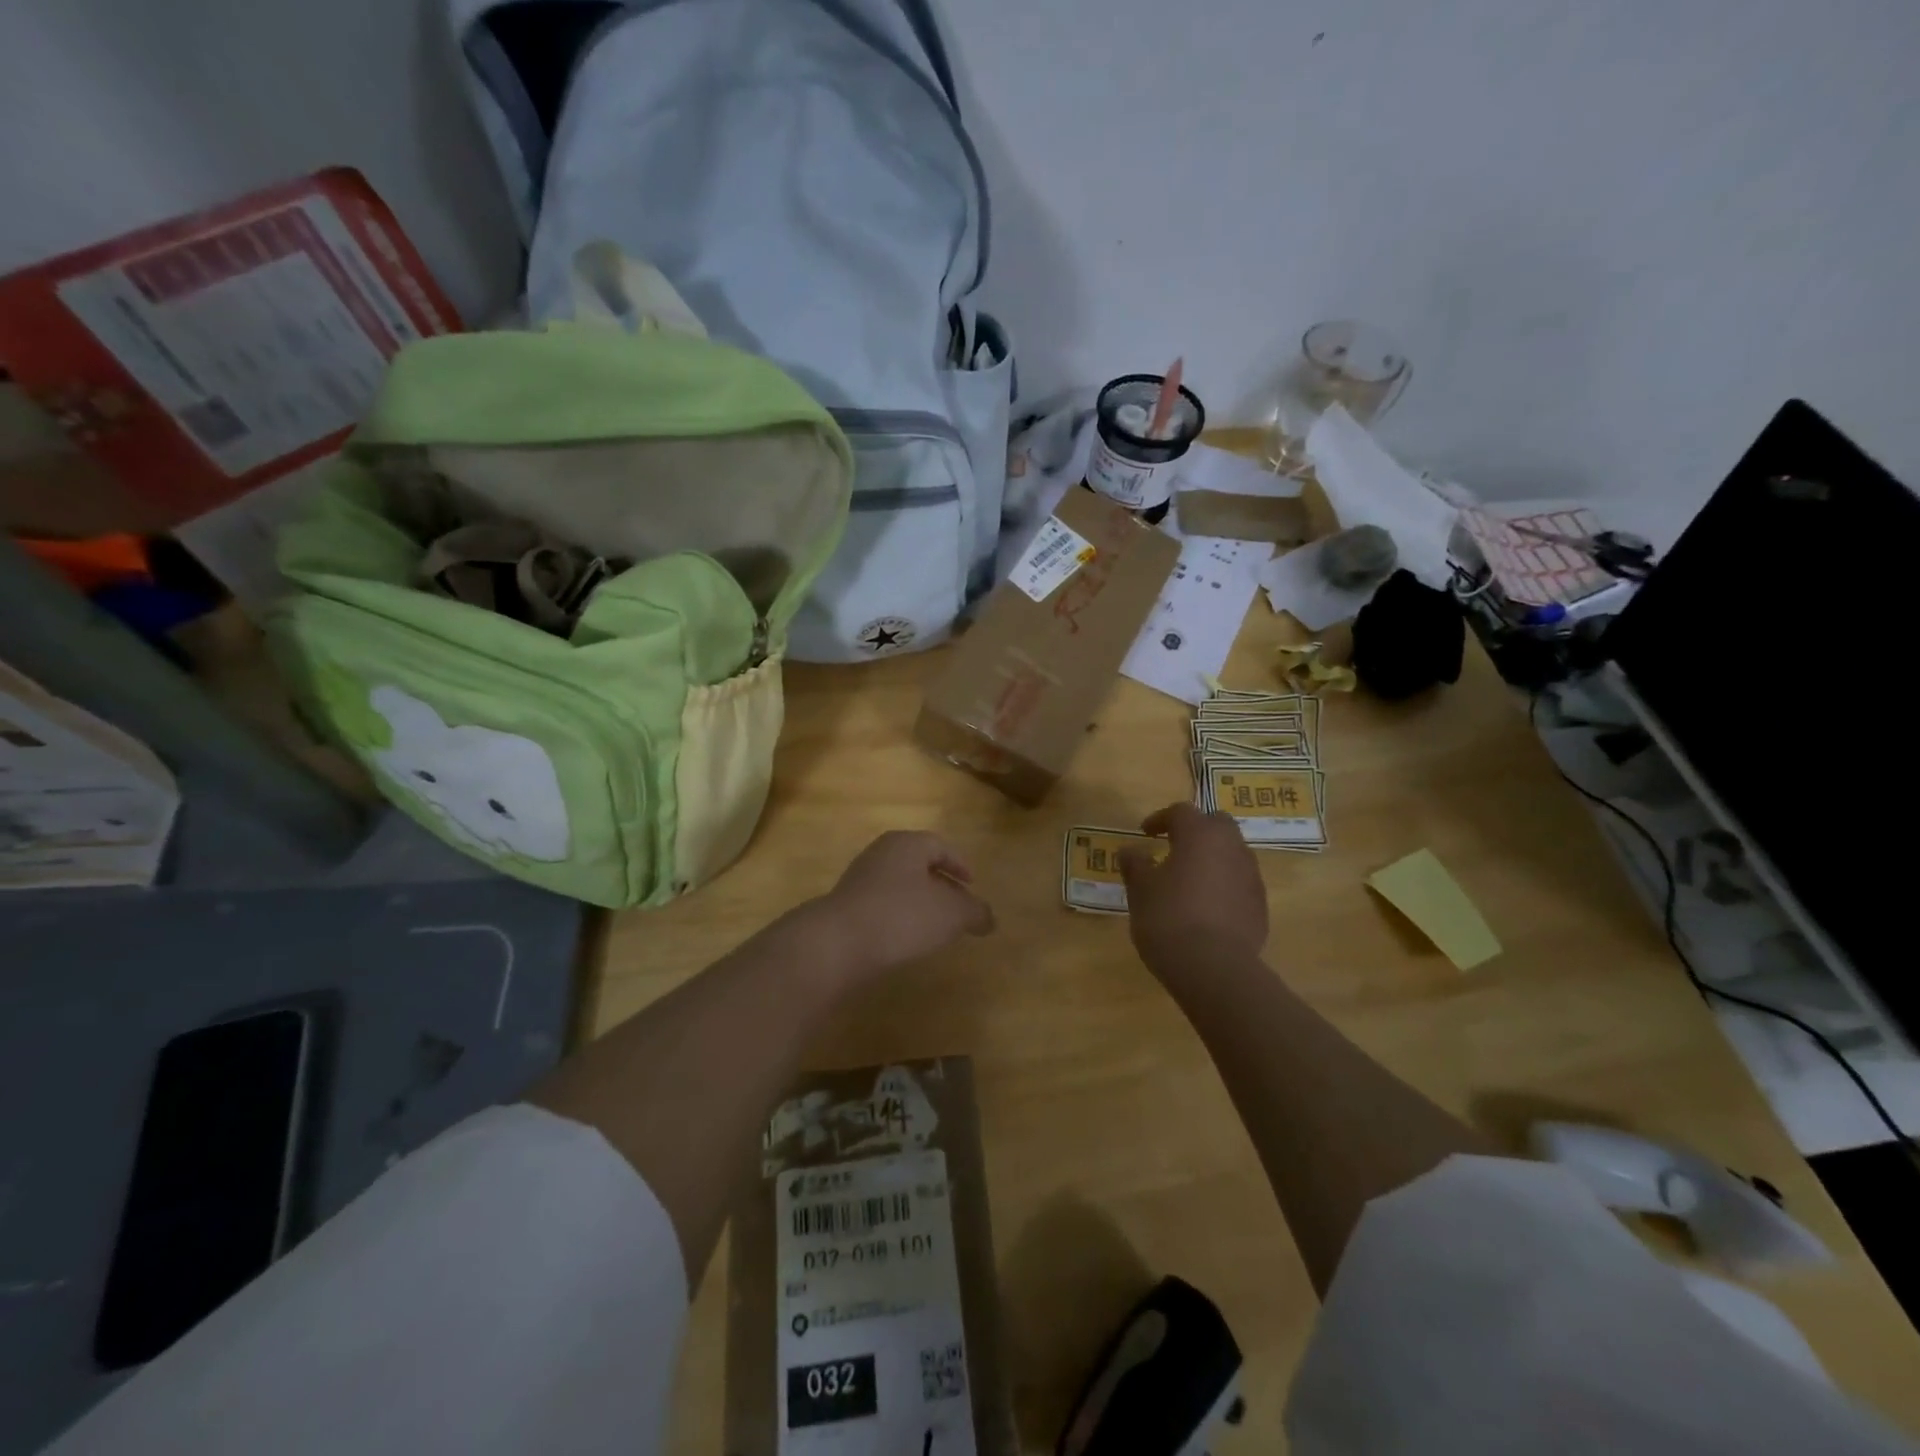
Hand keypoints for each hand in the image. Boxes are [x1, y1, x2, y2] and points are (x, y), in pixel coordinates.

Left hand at [800, 830, 995, 983]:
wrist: (838, 943)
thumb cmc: (902, 916)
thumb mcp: (951, 914)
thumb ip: (975, 912)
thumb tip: (989, 918)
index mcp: (907, 844)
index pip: (939, 845)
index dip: (959, 863)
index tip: (971, 884)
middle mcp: (881, 854)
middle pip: (917, 864)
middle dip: (939, 884)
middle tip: (956, 906)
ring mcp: (858, 880)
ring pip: (898, 885)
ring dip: (917, 902)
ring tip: (933, 927)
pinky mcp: (845, 907)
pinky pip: (880, 906)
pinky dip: (897, 917)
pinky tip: (904, 940)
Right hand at [1119, 803, 1268, 970]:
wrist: (1214, 968)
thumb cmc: (1168, 918)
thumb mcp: (1140, 890)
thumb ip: (1135, 864)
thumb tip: (1131, 851)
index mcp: (1200, 835)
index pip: (1181, 811)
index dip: (1161, 819)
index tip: (1145, 834)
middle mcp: (1231, 847)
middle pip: (1216, 824)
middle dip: (1196, 830)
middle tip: (1174, 847)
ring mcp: (1251, 876)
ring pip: (1232, 853)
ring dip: (1212, 858)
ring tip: (1190, 880)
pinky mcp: (1260, 905)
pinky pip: (1240, 883)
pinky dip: (1224, 885)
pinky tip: (1206, 908)